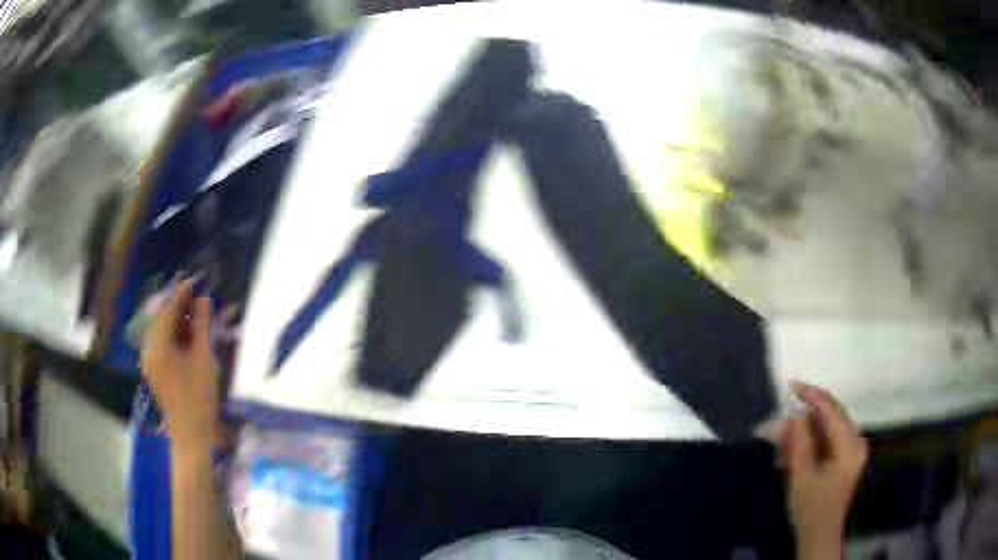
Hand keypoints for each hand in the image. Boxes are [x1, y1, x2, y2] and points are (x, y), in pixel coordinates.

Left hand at [140, 280, 219, 446]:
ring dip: (177, 321)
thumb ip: (202, 326)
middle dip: (179, 307)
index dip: (182, 294)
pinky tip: (187, 337)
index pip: (169, 310)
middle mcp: (149, 349)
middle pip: (162, 319)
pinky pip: (161, 344)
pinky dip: (174, 335)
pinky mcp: (154, 370)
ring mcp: (149, 361)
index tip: (195, 280)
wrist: (191, 435)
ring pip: (162, 331)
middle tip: (198, 300)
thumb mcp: (204, 359)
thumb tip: (204, 300)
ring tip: (196, 317)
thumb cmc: (200, 398)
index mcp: (159, 346)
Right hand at [776, 381, 867, 557]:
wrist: (819, 536)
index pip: (831, 409)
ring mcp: (850, 450)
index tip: (790, 385)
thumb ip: (800, 443)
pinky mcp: (843, 458)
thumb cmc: (812, 508)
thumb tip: (795, 414)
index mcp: (850, 444)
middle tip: (775, 427)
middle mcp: (854, 441)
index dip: (811, 395)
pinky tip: (789, 457)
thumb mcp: (802, 477)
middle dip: (801, 420)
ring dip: (802, 435)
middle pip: (828, 417)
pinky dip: (807, 445)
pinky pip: (825, 441)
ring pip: (824, 430)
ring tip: (778, 447)